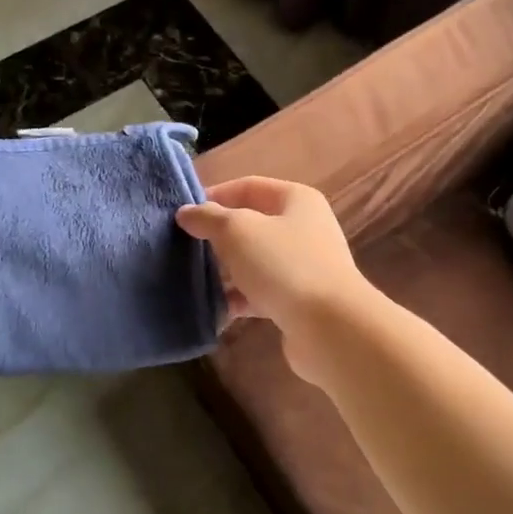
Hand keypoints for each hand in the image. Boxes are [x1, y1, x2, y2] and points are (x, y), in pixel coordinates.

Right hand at [176, 178, 371, 376]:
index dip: (214, 196)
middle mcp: (303, 228)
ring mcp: (303, 266)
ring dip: (225, 270)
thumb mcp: (238, 231)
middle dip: (217, 236)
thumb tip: (187, 213)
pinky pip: (260, 293)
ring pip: (253, 261)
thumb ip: (209, 218)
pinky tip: (214, 310)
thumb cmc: (284, 265)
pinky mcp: (298, 300)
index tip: (183, 214)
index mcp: (296, 200)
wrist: (330, 326)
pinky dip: (238, 299)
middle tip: (183, 247)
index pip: (248, 187)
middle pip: (251, 225)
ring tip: (191, 279)